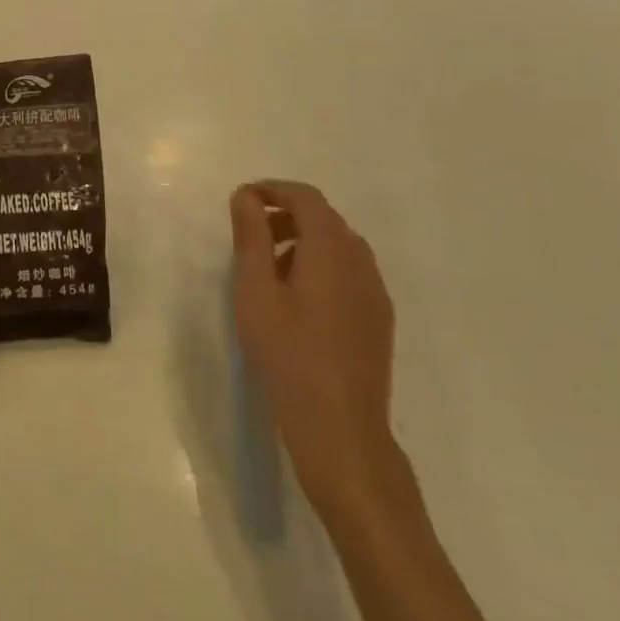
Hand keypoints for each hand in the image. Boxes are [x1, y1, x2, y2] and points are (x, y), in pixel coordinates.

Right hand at [230, 181, 401, 518]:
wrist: (341, 430)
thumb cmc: (288, 355)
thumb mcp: (255, 291)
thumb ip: (251, 237)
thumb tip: (246, 196)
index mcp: (331, 250)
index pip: (306, 198)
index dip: (272, 190)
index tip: (241, 201)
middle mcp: (361, 262)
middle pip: (324, 219)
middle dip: (285, 216)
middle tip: (250, 236)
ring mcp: (375, 293)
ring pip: (339, 247)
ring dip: (303, 242)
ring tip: (268, 271)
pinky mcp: (378, 320)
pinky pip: (349, 273)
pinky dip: (321, 267)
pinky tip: (298, 302)